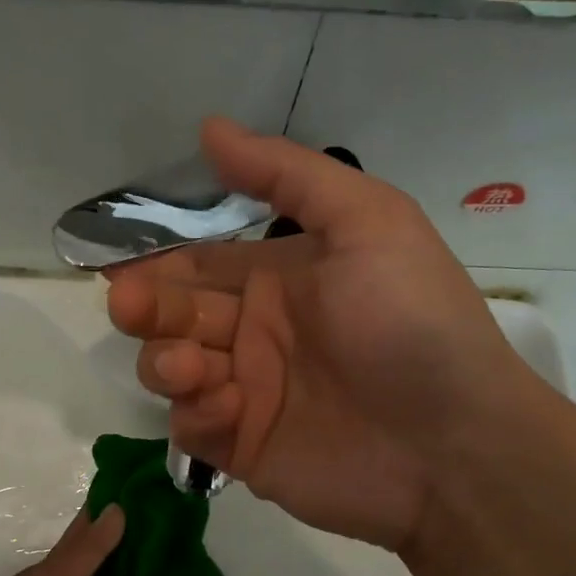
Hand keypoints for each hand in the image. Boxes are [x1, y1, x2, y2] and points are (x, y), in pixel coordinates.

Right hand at [106, 119, 552, 549]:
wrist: (454, 444)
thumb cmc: (411, 322)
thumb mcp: (368, 222)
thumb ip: (287, 175)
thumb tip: (209, 128)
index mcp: (279, 279)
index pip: (200, 265)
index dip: (158, 265)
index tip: (121, 269)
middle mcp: (256, 332)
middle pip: (176, 314)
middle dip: (147, 308)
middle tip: (129, 306)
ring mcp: (248, 392)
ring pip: (173, 369)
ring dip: (165, 361)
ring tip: (189, 365)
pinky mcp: (245, 447)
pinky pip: (194, 426)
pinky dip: (196, 415)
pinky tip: (228, 409)